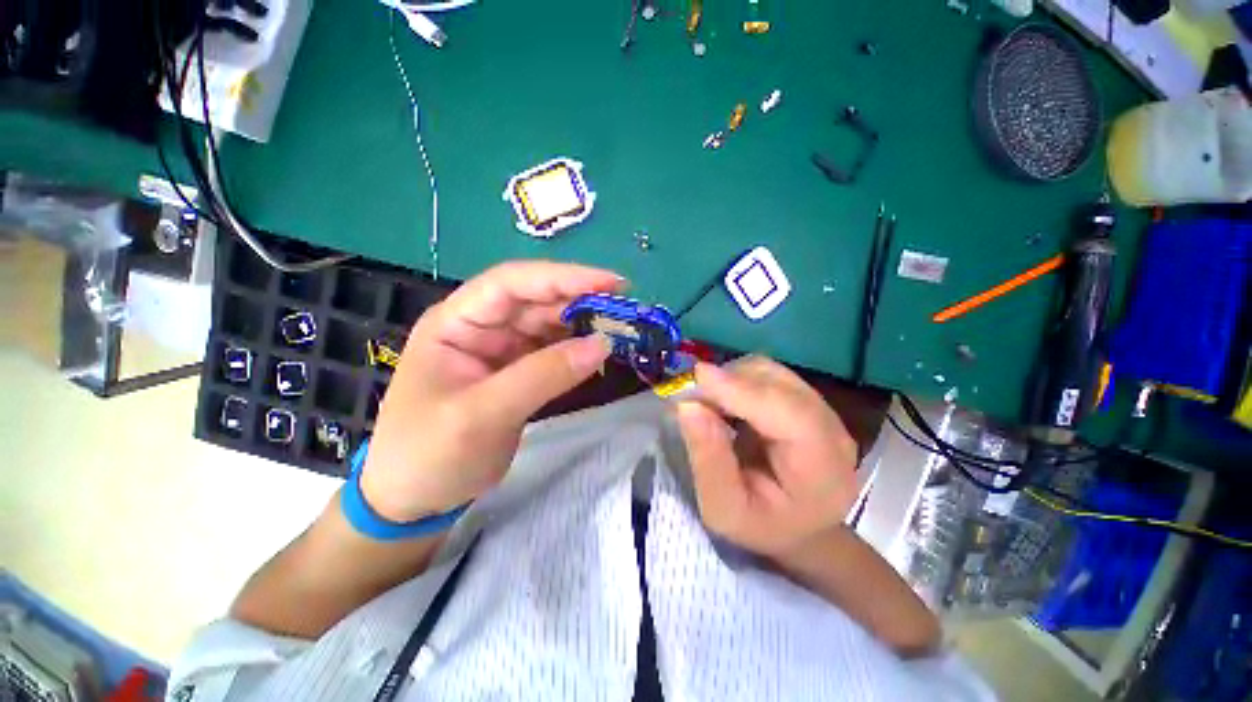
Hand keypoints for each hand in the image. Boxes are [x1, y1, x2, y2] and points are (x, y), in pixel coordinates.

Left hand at [360, 261, 620, 521]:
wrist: (416, 500)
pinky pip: (555, 352)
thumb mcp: (482, 415)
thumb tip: (602, 344)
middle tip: (625, 312)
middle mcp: (482, 327)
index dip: (562, 277)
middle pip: (537, 301)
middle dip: (581, 301)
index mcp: (457, 321)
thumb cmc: (428, 454)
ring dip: (584, 326)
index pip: (512, 283)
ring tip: (621, 330)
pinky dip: (578, 351)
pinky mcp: (519, 372)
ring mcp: (502, 350)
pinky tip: (600, 353)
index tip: (611, 283)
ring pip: (550, 326)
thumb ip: (542, 376)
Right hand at [676, 357, 859, 557]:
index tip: (698, 376)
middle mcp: (831, 428)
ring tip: (708, 404)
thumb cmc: (763, 525)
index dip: (743, 389)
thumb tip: (688, 406)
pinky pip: (766, 374)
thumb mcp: (724, 509)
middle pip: (778, 383)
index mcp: (823, 466)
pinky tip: (725, 401)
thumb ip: (708, 459)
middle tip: (691, 397)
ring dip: (731, 378)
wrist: (800, 526)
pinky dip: (737, 378)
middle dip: (729, 381)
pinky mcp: (804, 397)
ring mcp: (821, 408)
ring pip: (770, 372)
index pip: (789, 412)